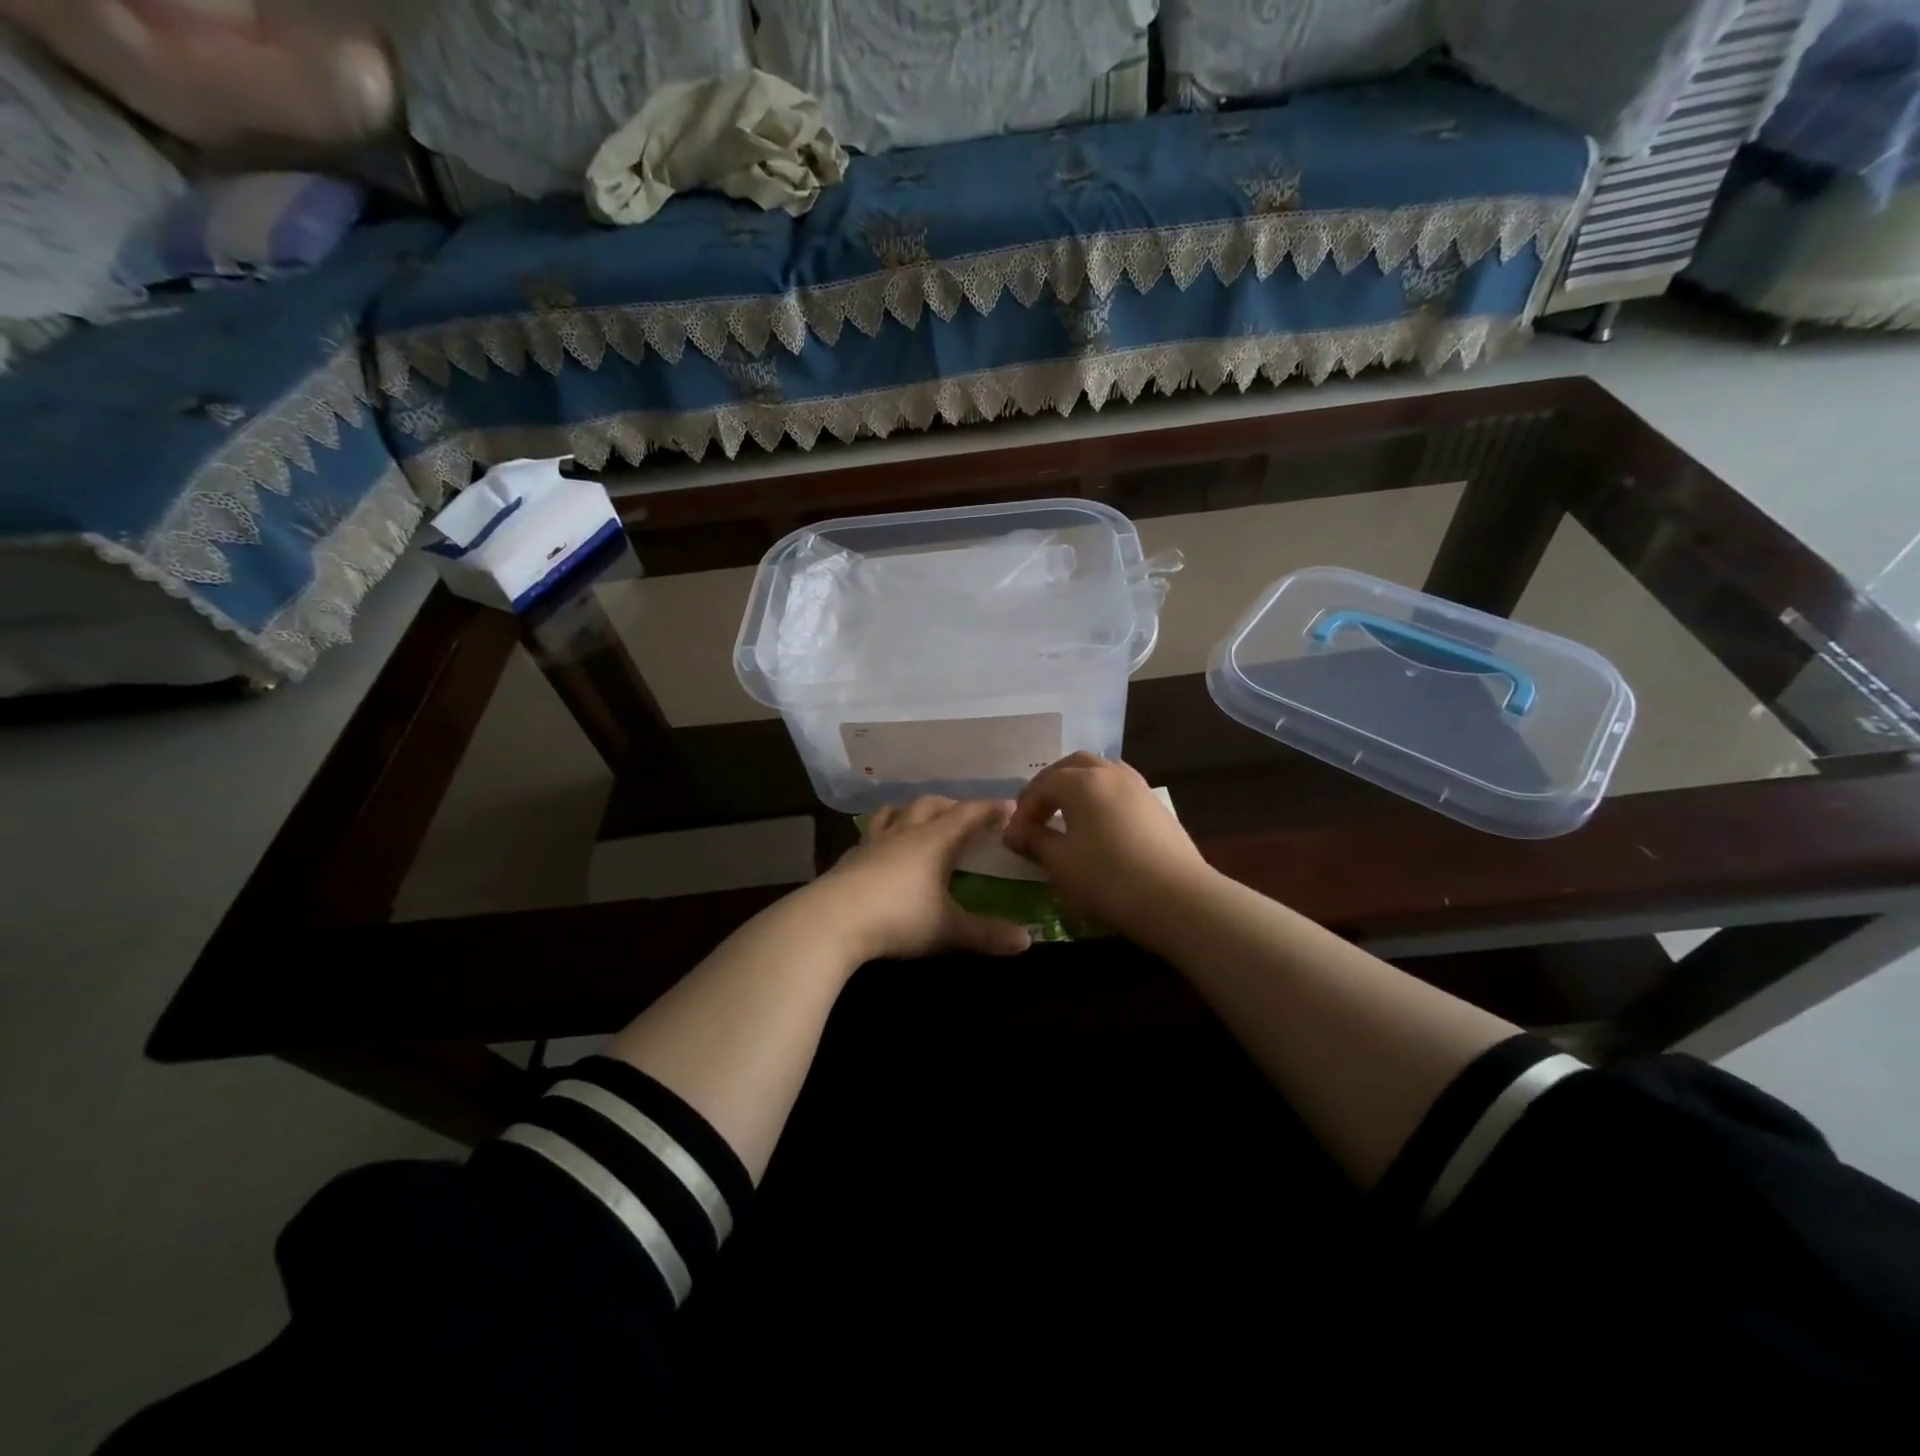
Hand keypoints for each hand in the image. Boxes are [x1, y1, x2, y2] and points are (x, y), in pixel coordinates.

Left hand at [810, 796, 1033, 962]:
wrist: (832, 921)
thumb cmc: (898, 918)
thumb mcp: (948, 929)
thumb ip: (987, 934)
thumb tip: (1027, 941)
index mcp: (934, 840)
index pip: (968, 814)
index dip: (990, 809)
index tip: (1009, 808)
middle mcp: (904, 832)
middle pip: (930, 804)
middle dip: (952, 805)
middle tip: (966, 817)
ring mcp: (872, 842)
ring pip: (894, 811)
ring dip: (912, 810)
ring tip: (920, 820)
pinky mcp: (848, 858)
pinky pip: (871, 834)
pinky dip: (884, 832)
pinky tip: (882, 850)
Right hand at [1002, 754, 1213, 935]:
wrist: (1178, 899)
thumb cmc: (1108, 878)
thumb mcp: (1061, 863)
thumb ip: (1035, 841)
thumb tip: (1017, 833)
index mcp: (1081, 781)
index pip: (1041, 786)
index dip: (1023, 812)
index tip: (1012, 840)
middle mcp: (1110, 773)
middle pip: (1071, 767)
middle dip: (1048, 787)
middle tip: (1035, 815)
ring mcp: (1138, 786)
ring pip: (1099, 773)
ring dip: (1076, 788)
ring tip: (1065, 816)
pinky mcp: (1156, 806)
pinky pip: (1118, 789)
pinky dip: (1099, 798)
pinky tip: (1097, 826)